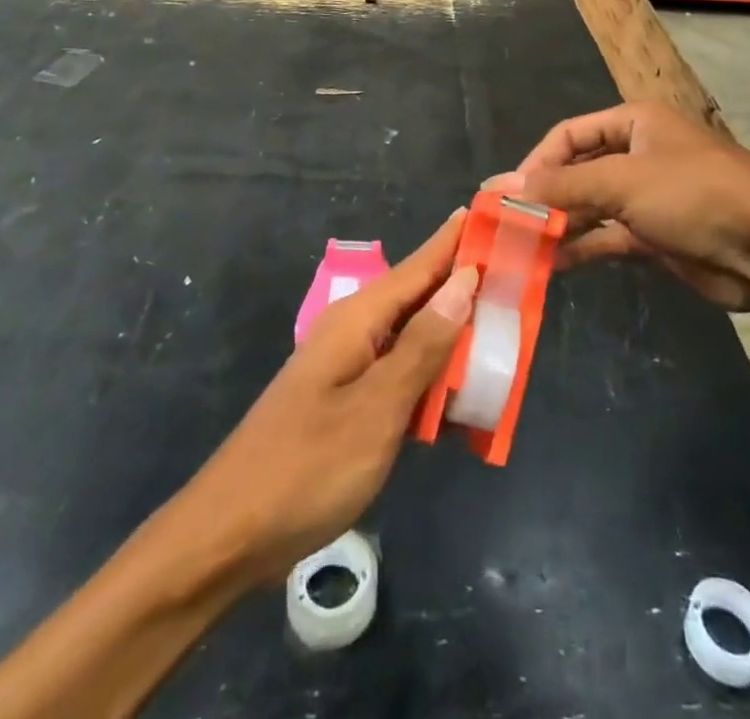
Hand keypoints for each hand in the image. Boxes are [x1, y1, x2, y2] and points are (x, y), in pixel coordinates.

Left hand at [166, 212, 477, 585]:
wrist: (229, 535)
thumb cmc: (307, 467)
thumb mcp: (376, 408)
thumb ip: (422, 346)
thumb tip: (464, 282)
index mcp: (359, 319)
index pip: (420, 265)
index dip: (457, 241)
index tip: (495, 212)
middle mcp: (354, 331)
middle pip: (420, 298)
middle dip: (466, 286)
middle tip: (520, 278)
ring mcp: (348, 367)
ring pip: (414, 337)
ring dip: (454, 336)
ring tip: (504, 331)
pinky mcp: (347, 401)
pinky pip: (401, 373)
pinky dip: (433, 377)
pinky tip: (461, 395)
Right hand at [495, 102, 749, 315]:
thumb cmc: (694, 195)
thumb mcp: (622, 181)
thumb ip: (561, 185)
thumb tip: (502, 186)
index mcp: (635, 122)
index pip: (569, 134)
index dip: (536, 162)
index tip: (507, 194)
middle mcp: (639, 153)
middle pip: (578, 170)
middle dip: (546, 196)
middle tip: (508, 224)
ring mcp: (648, 196)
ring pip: (591, 206)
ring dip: (560, 225)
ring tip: (523, 249)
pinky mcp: (656, 234)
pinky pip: (608, 236)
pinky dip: (583, 247)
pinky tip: (554, 265)